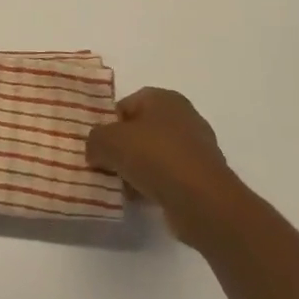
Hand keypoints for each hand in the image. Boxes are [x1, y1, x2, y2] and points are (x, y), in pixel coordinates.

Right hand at [86, 88, 240, 245]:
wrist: (202, 200)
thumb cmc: (154, 157)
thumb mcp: (108, 142)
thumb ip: (94, 140)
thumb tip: (96, 151)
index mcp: (164, 98)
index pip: (126, 105)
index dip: (109, 125)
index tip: (100, 147)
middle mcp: (183, 117)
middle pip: (141, 131)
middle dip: (123, 149)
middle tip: (108, 167)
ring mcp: (197, 147)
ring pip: (155, 155)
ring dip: (137, 170)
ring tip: (123, 187)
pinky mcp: (203, 176)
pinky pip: (170, 176)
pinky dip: (155, 185)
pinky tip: (143, 199)